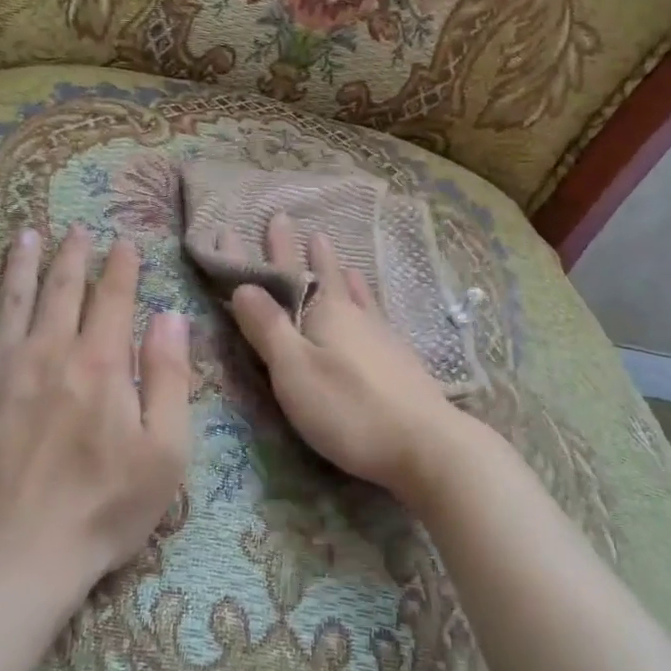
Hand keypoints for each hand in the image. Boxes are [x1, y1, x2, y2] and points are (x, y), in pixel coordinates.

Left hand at [0, 224, 190, 585]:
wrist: (8, 560)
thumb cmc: (100, 512)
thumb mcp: (164, 453)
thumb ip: (171, 379)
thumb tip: (171, 318)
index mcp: (101, 363)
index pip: (115, 298)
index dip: (122, 266)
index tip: (124, 241)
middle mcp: (48, 350)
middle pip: (63, 289)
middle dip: (73, 255)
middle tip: (77, 228)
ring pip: (11, 299)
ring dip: (22, 263)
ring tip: (27, 235)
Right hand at [223, 212, 474, 499]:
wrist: (427, 445)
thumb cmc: (350, 409)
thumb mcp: (295, 370)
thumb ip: (268, 328)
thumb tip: (243, 285)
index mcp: (324, 313)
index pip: (284, 273)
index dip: (264, 251)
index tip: (246, 224)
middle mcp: (354, 315)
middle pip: (323, 276)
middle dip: (305, 252)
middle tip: (296, 224)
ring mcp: (381, 335)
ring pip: (354, 293)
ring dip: (338, 272)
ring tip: (336, 253)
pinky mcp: (399, 359)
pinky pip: (374, 314)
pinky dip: (366, 300)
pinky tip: (374, 308)